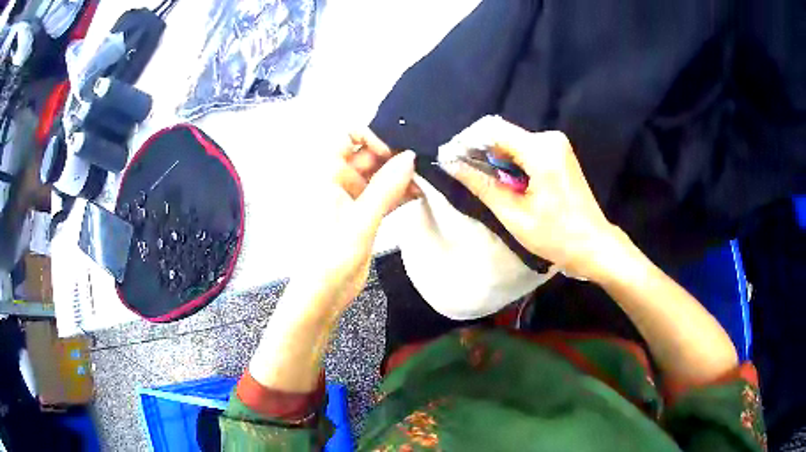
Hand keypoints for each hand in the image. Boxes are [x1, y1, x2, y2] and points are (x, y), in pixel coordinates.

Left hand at [288, 133, 415, 321]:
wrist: (324, 294)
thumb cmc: (331, 256)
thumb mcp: (360, 220)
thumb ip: (385, 187)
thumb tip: (410, 156)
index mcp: (327, 174)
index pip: (346, 136)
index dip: (370, 136)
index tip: (392, 153)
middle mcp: (339, 181)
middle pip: (368, 155)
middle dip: (394, 156)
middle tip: (423, 161)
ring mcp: (353, 198)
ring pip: (379, 176)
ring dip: (401, 176)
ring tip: (427, 178)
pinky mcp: (364, 215)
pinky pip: (384, 195)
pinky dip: (401, 193)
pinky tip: (421, 194)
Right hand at [444, 120, 618, 279]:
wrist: (593, 245)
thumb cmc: (556, 235)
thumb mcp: (514, 214)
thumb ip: (481, 184)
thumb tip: (451, 164)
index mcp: (541, 150)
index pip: (492, 130)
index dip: (467, 142)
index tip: (450, 159)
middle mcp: (550, 138)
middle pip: (502, 134)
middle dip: (480, 152)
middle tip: (463, 175)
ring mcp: (556, 145)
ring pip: (512, 142)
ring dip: (495, 160)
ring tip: (483, 183)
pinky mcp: (559, 153)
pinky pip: (525, 150)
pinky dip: (510, 163)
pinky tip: (505, 183)